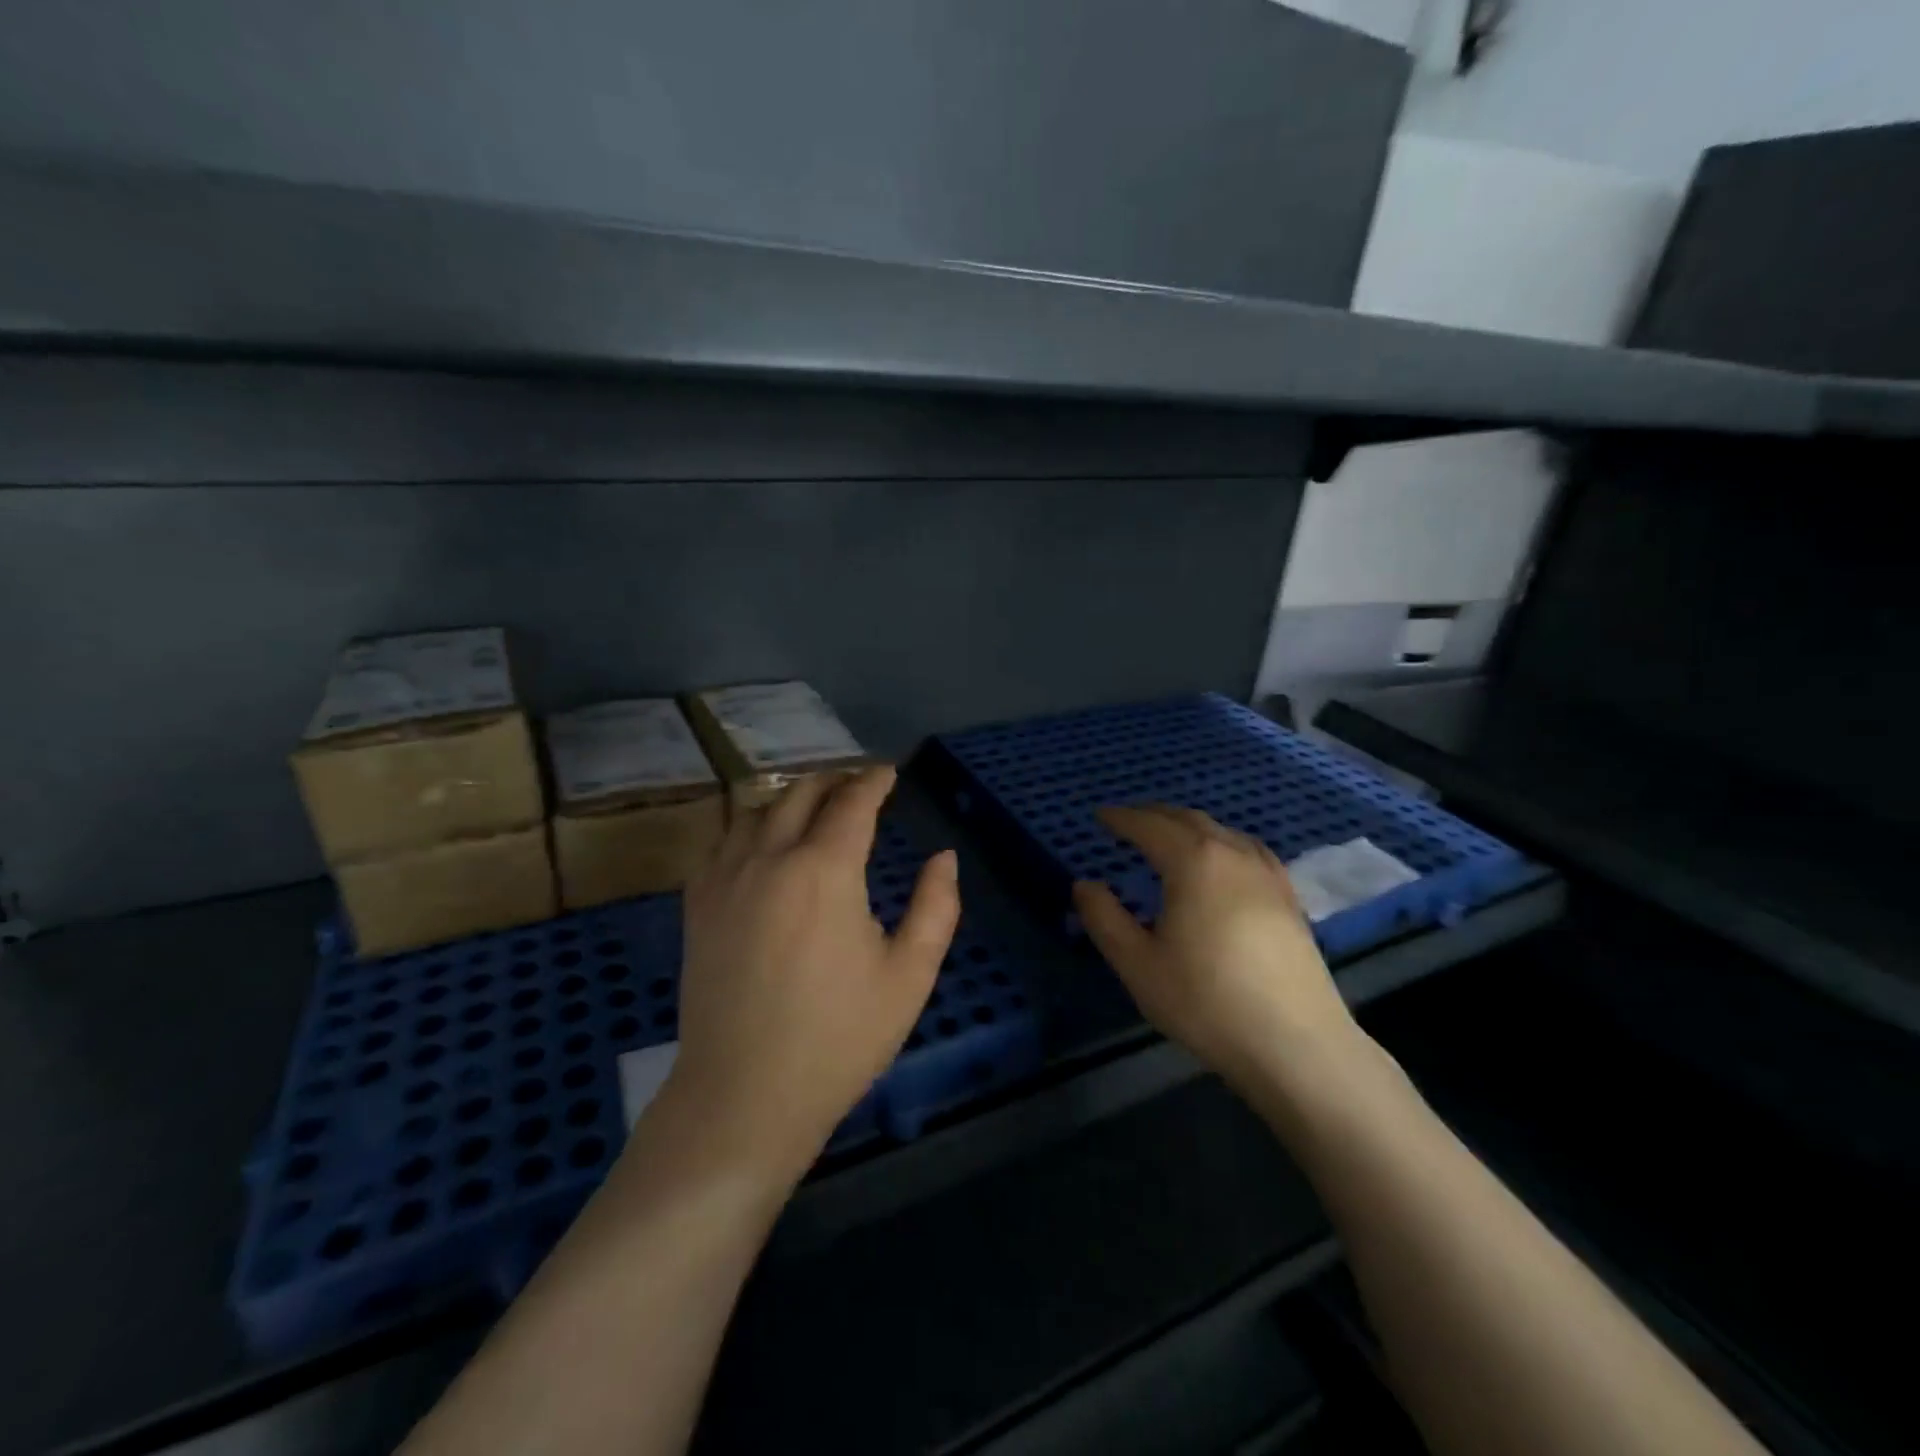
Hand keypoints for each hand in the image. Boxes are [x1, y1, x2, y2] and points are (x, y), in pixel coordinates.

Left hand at [667, 767, 959, 1182]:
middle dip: (833, 781)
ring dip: (789, 800)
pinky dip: (749, 828)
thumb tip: (944, 858)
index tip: (888, 772)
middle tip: (856, 785)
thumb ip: (936, 907)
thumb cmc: (838, 1038)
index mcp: (824, 870)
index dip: (873, 781)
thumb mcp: (909, 976)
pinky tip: (761, 847)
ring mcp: (725, 880)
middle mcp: (769, 859)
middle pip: (800, 795)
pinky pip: (722, 843)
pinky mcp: (698, 906)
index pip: (852, 803)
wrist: (744, 1097)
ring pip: (756, 812)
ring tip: (812, 809)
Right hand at [1071, 806, 1361, 1089]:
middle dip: (1154, 815)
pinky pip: (1249, 850)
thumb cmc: (1206, 1001)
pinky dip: (1223, 842)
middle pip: (1188, 819)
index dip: (1122, 818)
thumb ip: (1104, 918)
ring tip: (1170, 837)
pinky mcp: (1289, 897)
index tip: (1100, 815)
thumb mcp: (1138, 964)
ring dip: (1189, 826)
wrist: (1296, 1044)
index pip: (1150, 826)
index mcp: (1193, 862)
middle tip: (1129, 821)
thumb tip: (1084, 884)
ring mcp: (1267, 874)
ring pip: (1222, 831)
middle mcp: (1232, 854)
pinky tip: (1223, 862)